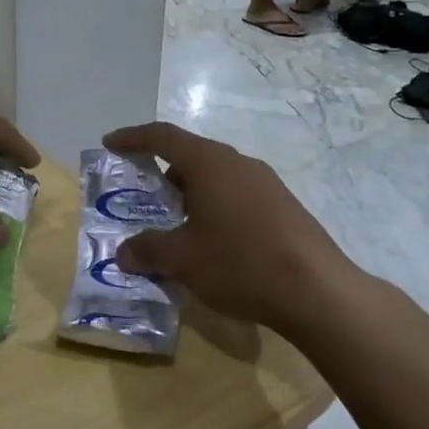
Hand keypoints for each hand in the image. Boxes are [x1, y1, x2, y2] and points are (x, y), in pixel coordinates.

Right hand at [101, 122, 356, 335]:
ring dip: (189, 191)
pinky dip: (214, 205)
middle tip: (142, 193)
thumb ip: (148, 250)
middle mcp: (239, 163)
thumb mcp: (183, 261)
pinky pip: (237, 193)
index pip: (163, 137)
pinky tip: (211, 239)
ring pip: (216, 176)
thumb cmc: (241, 264)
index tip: (110, 143)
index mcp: (210, 164)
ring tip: (174, 221)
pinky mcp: (283, 205)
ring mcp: (266, 183)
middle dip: (162, 170)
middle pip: (192, 154)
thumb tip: (124, 252)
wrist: (318, 291)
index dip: (133, 137)